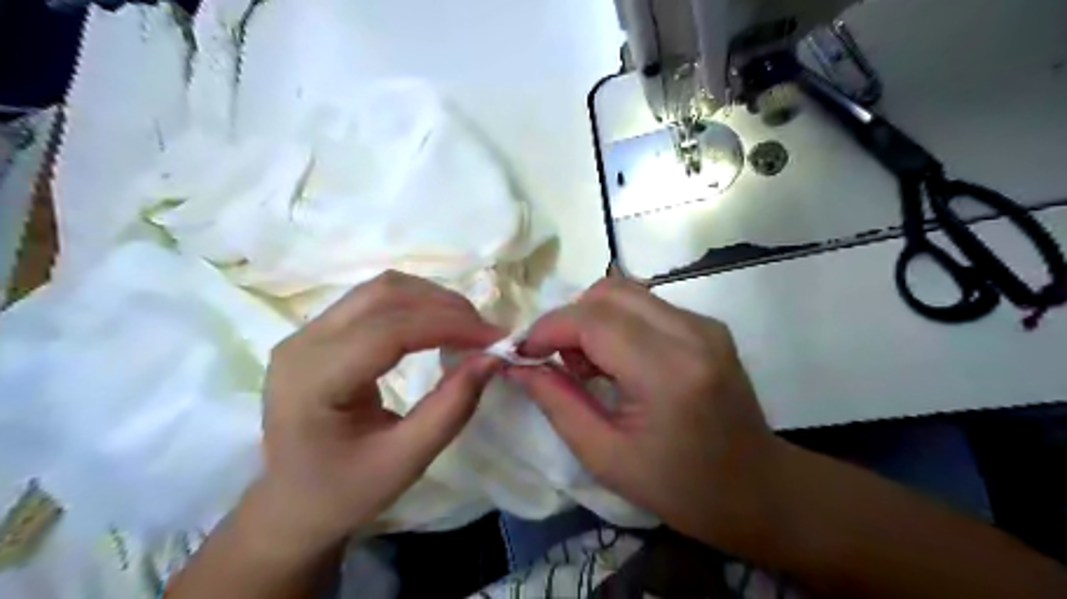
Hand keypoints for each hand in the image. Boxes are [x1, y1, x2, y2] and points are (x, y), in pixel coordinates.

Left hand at [259, 270, 504, 547]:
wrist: (291, 504)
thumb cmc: (344, 492)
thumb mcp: (405, 461)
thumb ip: (452, 408)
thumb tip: (492, 359)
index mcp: (314, 381)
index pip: (388, 330)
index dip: (448, 325)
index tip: (494, 339)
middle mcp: (304, 343)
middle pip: (384, 295)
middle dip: (444, 307)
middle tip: (484, 333)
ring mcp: (307, 332)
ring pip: (381, 289)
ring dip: (432, 300)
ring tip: (467, 327)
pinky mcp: (318, 332)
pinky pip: (374, 300)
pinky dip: (415, 305)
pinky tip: (437, 326)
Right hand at [505, 276, 781, 548]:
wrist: (759, 489)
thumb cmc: (681, 488)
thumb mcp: (605, 457)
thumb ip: (556, 403)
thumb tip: (517, 365)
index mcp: (668, 373)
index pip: (594, 321)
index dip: (548, 328)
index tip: (522, 352)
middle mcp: (692, 333)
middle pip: (608, 292)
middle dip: (568, 319)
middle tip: (558, 362)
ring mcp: (704, 324)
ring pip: (626, 292)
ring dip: (591, 319)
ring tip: (588, 366)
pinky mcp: (707, 325)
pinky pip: (646, 305)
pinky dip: (616, 322)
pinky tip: (617, 362)